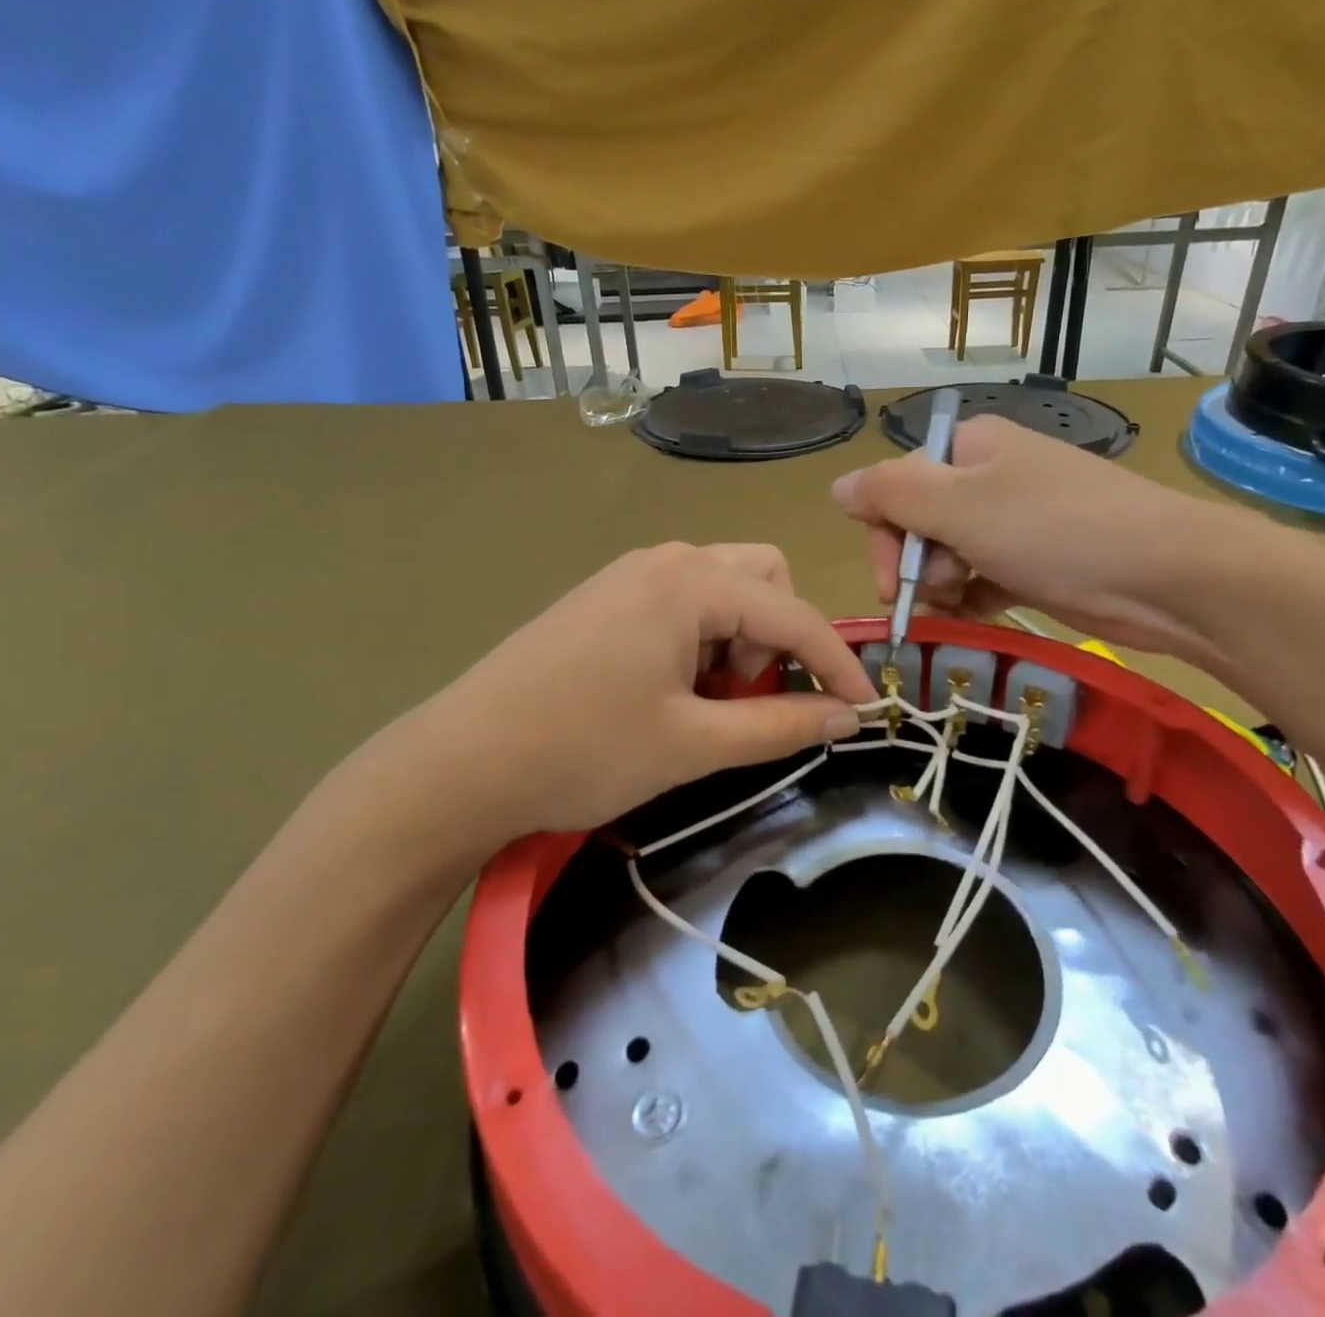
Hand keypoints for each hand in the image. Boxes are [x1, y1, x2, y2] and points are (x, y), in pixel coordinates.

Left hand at [316, 544, 876, 876]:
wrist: (459, 763)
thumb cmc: (583, 751)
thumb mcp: (694, 745)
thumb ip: (779, 725)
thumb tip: (846, 717)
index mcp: (691, 581)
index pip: (793, 613)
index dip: (836, 663)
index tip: (865, 708)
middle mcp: (666, 560)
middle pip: (762, 578)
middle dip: (777, 636)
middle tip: (749, 695)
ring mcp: (630, 575)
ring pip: (722, 590)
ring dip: (738, 640)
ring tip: (705, 702)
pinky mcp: (606, 598)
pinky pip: (682, 603)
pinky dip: (701, 640)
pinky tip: (669, 691)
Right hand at [831, 415, 1256, 663]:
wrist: (1165, 576)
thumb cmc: (1053, 530)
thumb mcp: (959, 506)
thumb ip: (890, 493)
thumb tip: (836, 488)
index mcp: (970, 448)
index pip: (897, 484)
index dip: (884, 532)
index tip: (888, 580)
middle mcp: (991, 477)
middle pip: (920, 521)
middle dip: (914, 564)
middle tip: (929, 596)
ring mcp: (1017, 521)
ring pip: (949, 555)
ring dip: (940, 586)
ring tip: (958, 606)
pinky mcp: (1037, 562)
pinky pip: (982, 578)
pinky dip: (971, 598)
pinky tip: (974, 615)